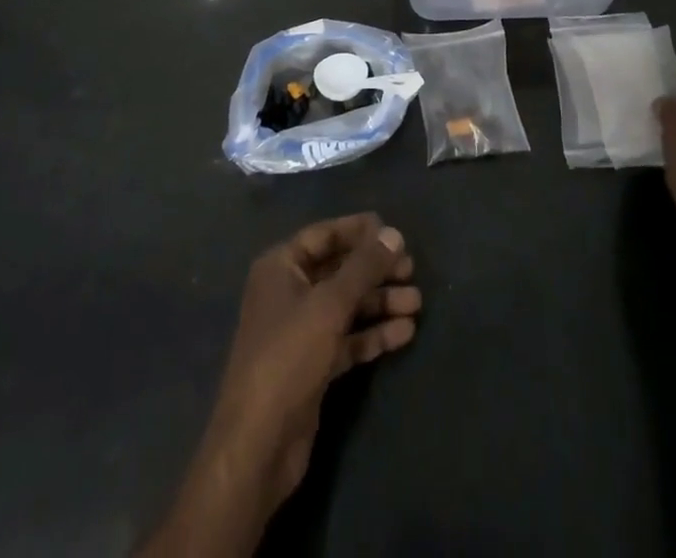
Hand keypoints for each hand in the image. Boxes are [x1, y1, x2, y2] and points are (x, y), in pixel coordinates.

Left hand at [195, 215, 419, 519]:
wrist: (258, 444)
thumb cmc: (288, 356)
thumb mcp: (329, 305)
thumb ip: (363, 267)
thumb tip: (394, 234)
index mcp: (280, 267)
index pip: (324, 235)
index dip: (358, 231)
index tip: (393, 232)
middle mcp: (289, 292)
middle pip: (338, 270)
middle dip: (374, 269)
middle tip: (411, 269)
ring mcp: (301, 331)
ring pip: (346, 306)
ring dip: (380, 302)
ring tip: (417, 302)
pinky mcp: (314, 365)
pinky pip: (348, 339)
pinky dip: (373, 334)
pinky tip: (405, 332)